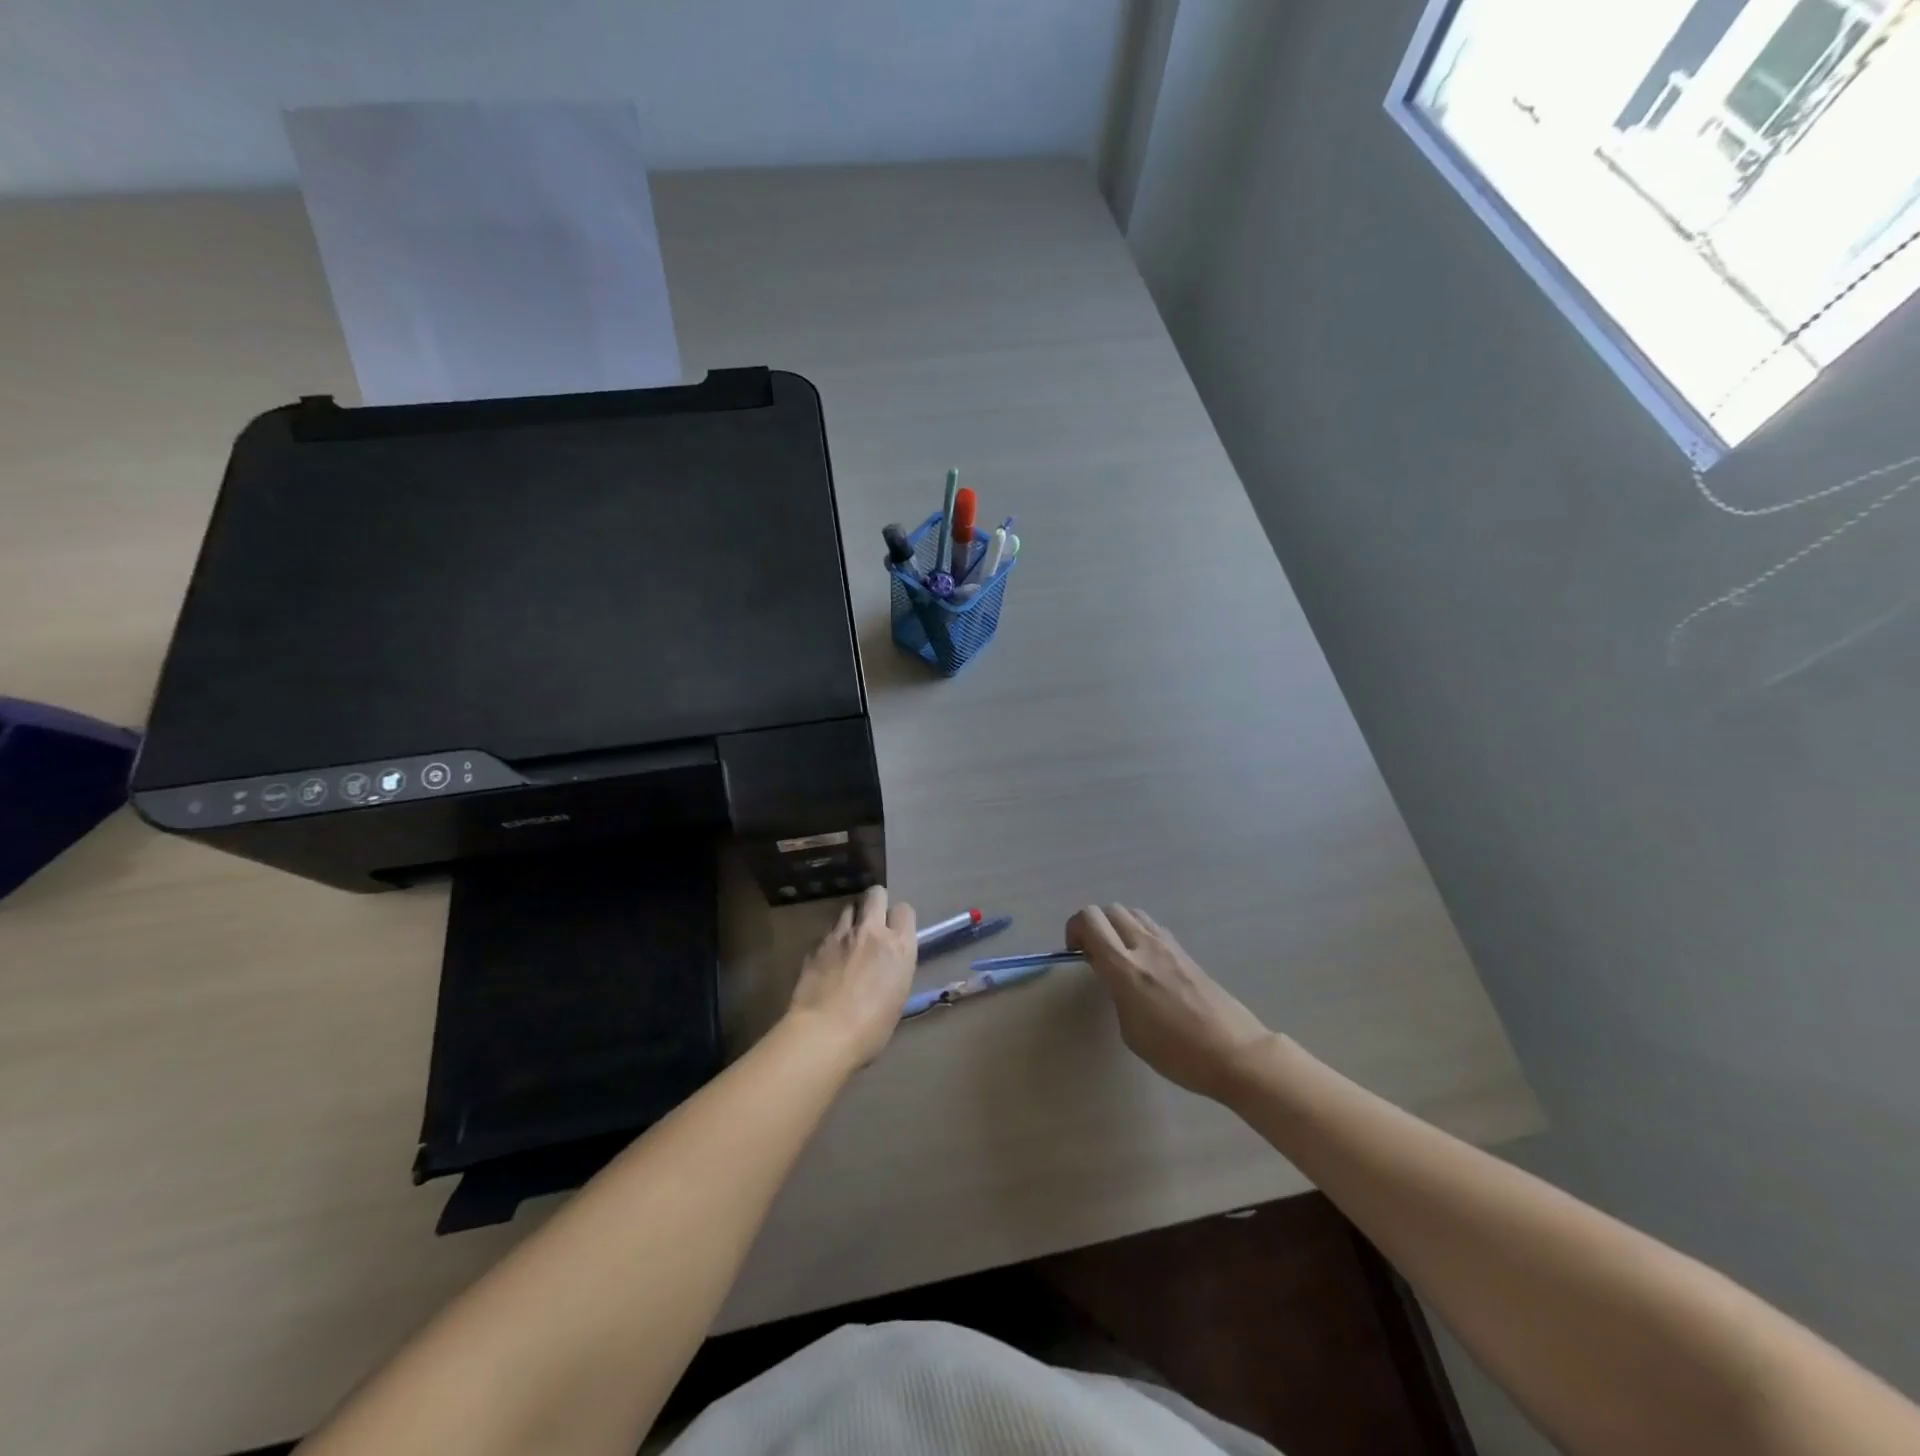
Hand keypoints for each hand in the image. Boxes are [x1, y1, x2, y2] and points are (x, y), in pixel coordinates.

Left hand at [787, 885, 916, 1067]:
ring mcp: (841, 935)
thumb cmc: (871, 1029)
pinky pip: (827, 932)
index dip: (898, 918)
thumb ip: (894, 969)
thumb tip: (885, 965)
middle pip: (876, 894)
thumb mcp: (897, 997)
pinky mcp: (816, 944)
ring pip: (848, 908)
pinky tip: (827, 959)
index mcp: (899, 947)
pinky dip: (830, 940)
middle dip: (875, 902)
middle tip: (871, 921)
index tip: (894, 931)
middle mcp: (872, 932)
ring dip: (851, 919)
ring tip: (847, 939)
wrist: (824, 1034)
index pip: (905, 910)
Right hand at [1067, 904, 1274, 1102]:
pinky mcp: (1185, 951)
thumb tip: (1111, 973)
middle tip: (1094, 955)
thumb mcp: (1130, 1030)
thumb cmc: (1177, 1053)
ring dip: (1118, 927)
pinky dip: (1139, 933)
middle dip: (1094, 926)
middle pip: (1109, 910)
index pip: (1090, 919)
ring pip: (1132, 913)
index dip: (1074, 929)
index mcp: (1124, 967)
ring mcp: (1168, 945)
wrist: (1234, 1053)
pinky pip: (1152, 927)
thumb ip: (1115, 992)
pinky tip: (1145, 963)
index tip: (1076, 954)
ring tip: (1120, 957)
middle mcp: (1144, 946)